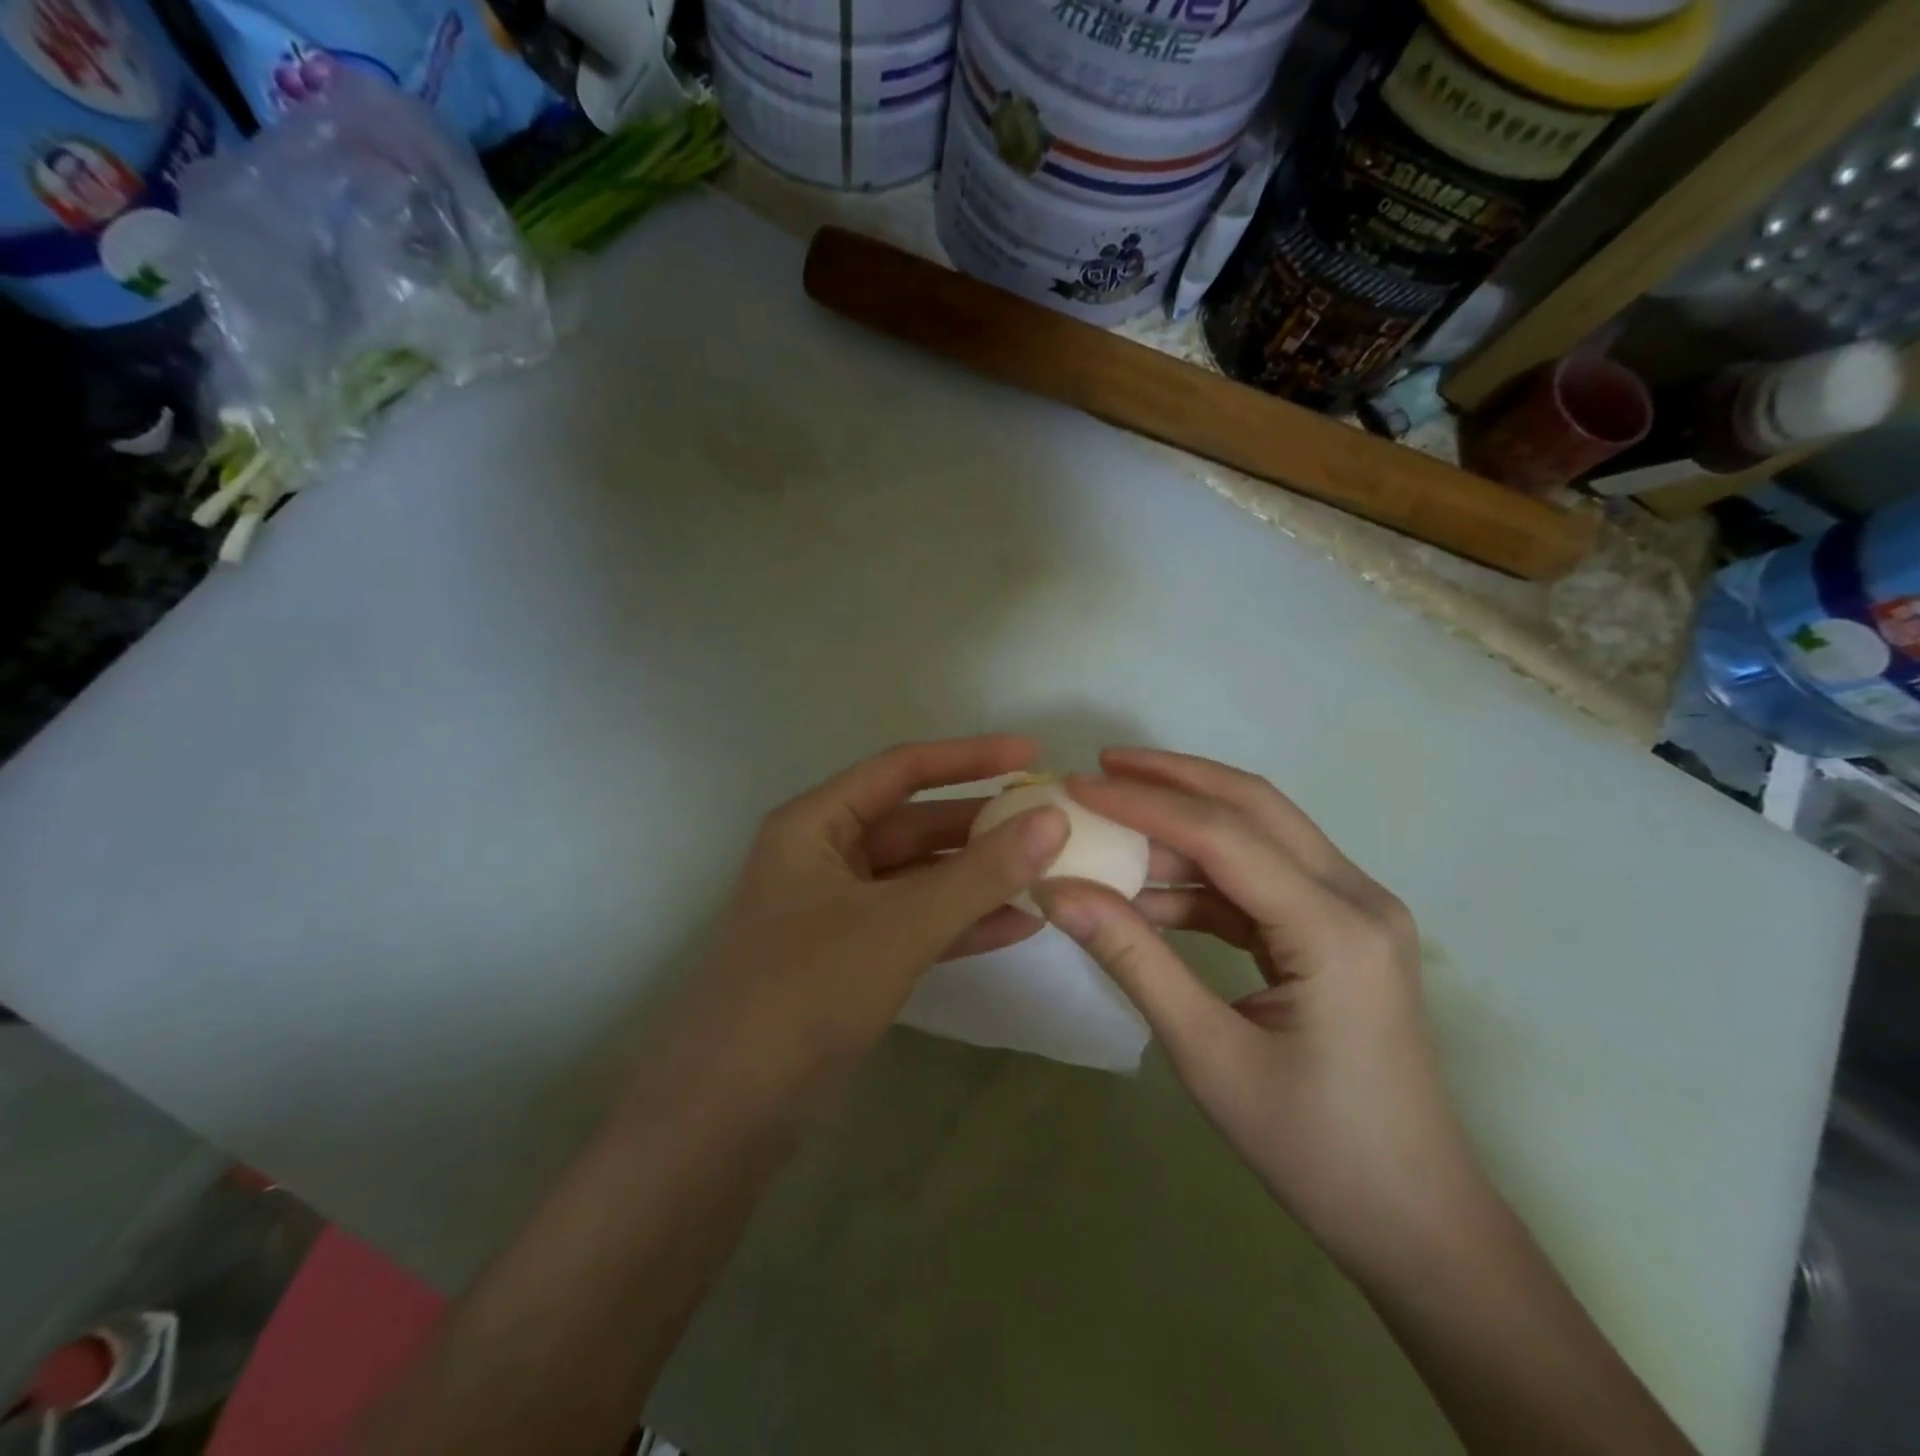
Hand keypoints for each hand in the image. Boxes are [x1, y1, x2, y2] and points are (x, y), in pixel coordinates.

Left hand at [655, 736, 1069, 1108]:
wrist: (729, 1112)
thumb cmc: (806, 992)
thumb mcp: (899, 925)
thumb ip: (979, 873)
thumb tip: (1053, 820)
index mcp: (815, 824)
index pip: (902, 770)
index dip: (970, 758)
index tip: (1032, 755)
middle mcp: (825, 856)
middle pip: (915, 824)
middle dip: (982, 826)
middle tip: (1052, 825)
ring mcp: (838, 910)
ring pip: (921, 878)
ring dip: (979, 878)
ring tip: (1049, 874)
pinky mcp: (851, 958)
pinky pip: (916, 924)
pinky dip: (962, 923)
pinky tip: (1020, 925)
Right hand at [1034, 748, 1482, 1266]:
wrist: (1415, 1221)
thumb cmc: (1315, 1150)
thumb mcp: (1208, 1055)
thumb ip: (1134, 960)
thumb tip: (1058, 891)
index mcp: (1334, 928)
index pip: (1224, 835)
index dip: (1144, 804)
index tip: (1076, 788)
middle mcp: (1357, 898)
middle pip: (1255, 806)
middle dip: (1174, 779)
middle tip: (1101, 767)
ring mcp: (1355, 911)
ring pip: (1260, 837)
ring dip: (1185, 829)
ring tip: (1112, 832)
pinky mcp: (1340, 933)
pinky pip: (1263, 881)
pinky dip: (1204, 878)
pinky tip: (1151, 893)